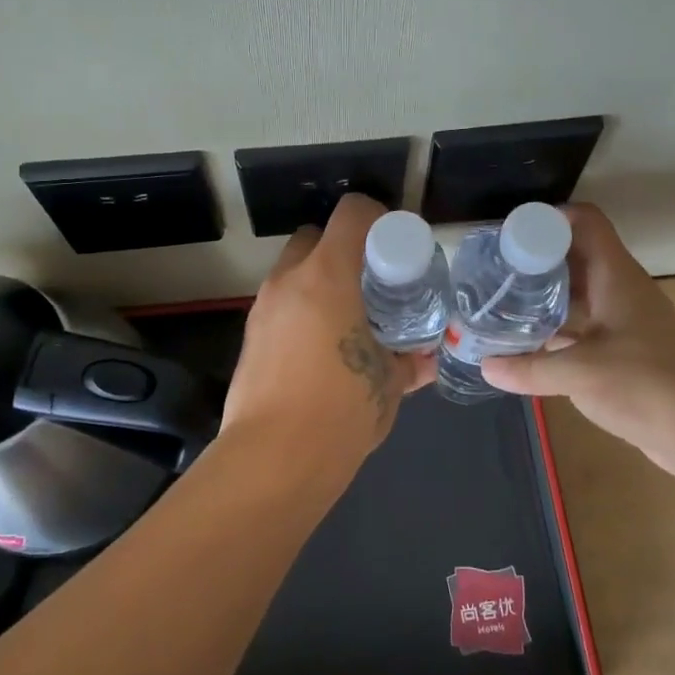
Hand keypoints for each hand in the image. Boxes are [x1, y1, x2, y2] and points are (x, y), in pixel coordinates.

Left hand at [223, 194, 435, 467]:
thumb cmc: (341, 410)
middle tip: (371, 284)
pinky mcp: (249, 337)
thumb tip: (425, 357)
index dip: (378, 218)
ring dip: (320, 282)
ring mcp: (262, 308)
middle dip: (342, 250)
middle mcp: (289, 281)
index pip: (352, 214)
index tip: (396, 247)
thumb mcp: (389, 383)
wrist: (274, 460)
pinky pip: (281, 306)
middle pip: (314, 237)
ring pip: (293, 272)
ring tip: (348, 319)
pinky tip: (322, 350)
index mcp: (327, 276)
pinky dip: (303, 312)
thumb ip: (409, 360)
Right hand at [480, 204, 674, 480]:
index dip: (549, 219)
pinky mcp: (628, 348)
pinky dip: (560, 325)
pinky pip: (587, 322)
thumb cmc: (643, 385)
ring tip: (505, 302)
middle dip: (538, 258)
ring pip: (581, 290)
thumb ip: (528, 367)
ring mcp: (627, 319)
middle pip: (578, 254)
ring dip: (547, 293)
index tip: (512, 235)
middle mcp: (622, 289)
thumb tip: (485, 366)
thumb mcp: (578, 373)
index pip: (586, 221)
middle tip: (498, 271)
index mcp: (616, 276)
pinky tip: (531, 341)